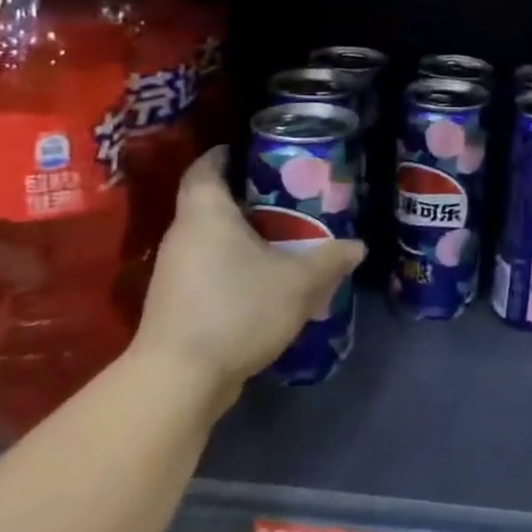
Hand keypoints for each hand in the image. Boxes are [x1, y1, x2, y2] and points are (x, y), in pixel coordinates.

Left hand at [131, 148, 364, 414]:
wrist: (179, 380)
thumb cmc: (238, 310)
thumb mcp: (299, 283)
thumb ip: (330, 259)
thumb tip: (358, 246)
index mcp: (206, 214)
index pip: (205, 168)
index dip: (224, 154)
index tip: (251, 151)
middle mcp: (182, 235)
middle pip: (209, 202)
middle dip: (245, 197)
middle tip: (286, 196)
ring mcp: (174, 271)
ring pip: (209, 239)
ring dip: (240, 235)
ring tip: (282, 237)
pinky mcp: (174, 303)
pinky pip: (207, 268)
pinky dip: (232, 264)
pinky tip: (262, 280)